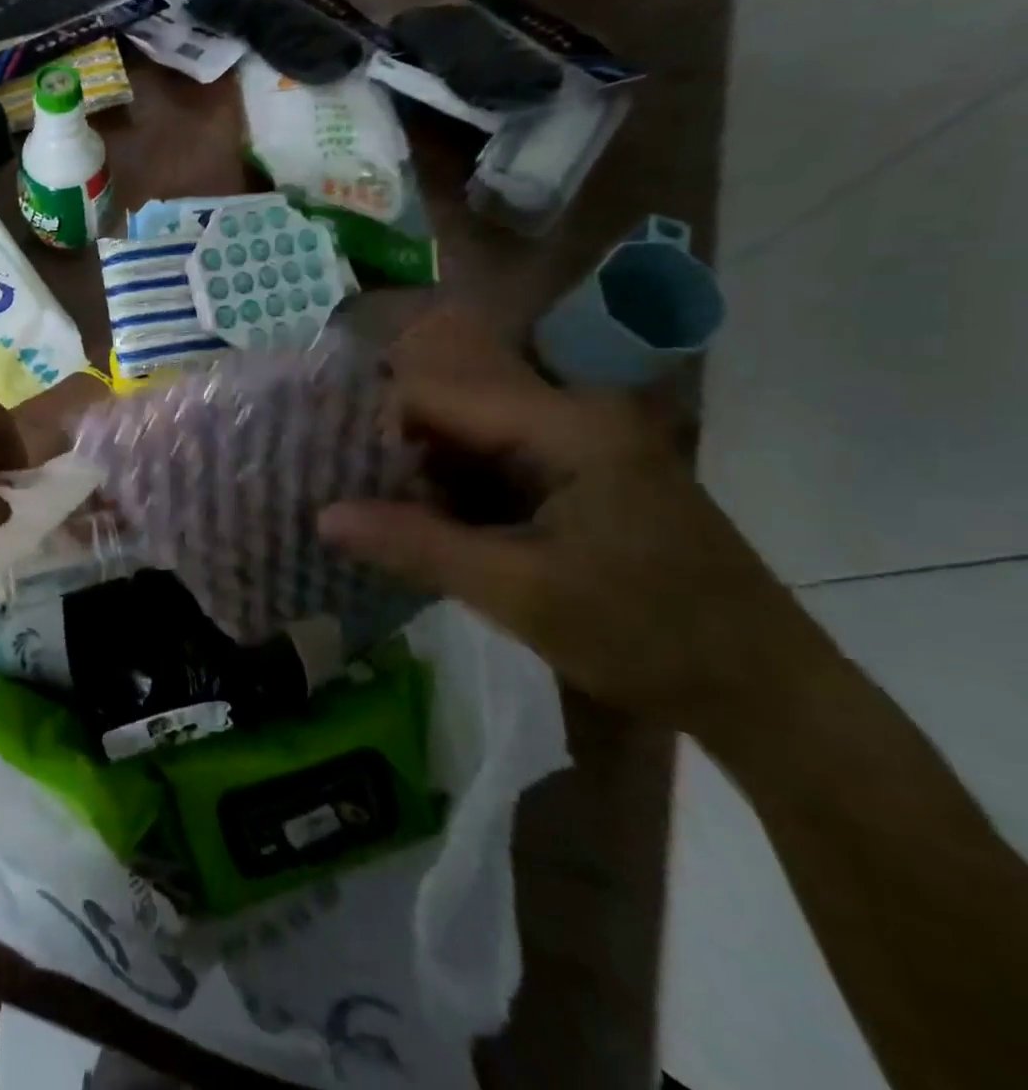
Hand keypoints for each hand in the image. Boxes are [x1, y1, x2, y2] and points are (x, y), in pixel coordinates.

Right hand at [318, 307, 830, 741]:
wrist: (767, 693)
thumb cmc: (647, 635)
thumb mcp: (519, 594)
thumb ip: (415, 546)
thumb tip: (322, 516)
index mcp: (564, 425)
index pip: (438, 395)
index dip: (374, 425)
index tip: (325, 466)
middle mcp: (569, 417)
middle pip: (450, 415)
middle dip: (394, 459)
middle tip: (341, 500)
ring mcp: (577, 448)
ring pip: (467, 446)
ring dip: (422, 484)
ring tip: (371, 522)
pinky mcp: (578, 480)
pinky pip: (494, 472)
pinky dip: (455, 501)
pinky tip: (425, 536)